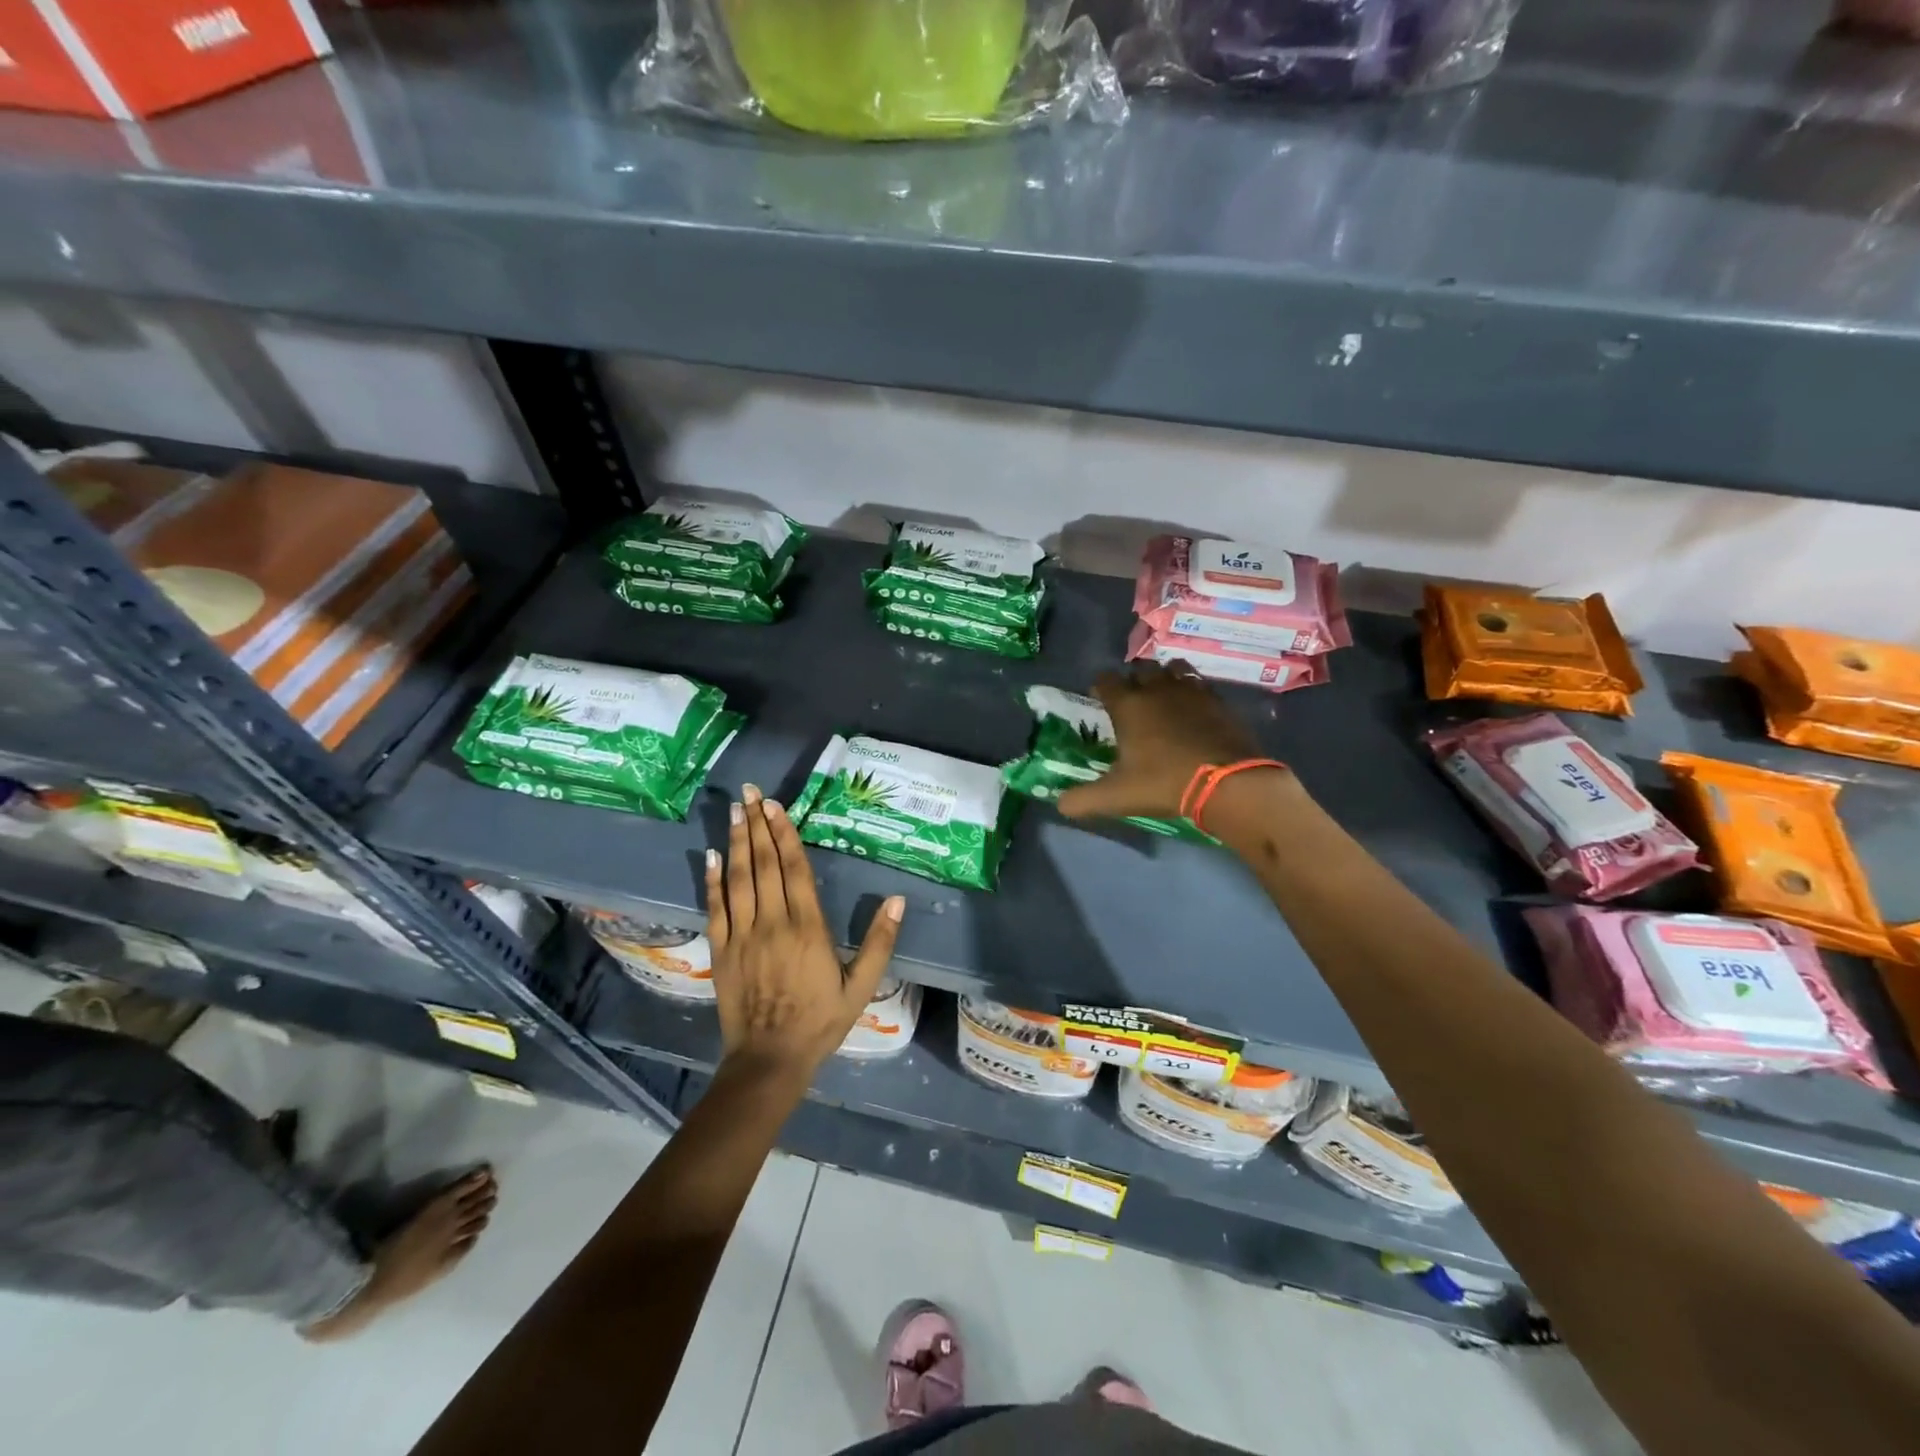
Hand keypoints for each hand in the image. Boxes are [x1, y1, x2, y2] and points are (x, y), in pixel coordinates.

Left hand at [706, 785, 904, 1084]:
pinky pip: (715, 907)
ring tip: (736, 811)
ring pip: (738, 879)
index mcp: (808, 928)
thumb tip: (897, 900)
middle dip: (758, 826)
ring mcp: (742, 935)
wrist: (770, 1060)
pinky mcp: (721, 951)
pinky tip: (712, 855)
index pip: (794, 869)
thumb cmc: (820, 1021)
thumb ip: (880, 942)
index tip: (775, 806)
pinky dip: (712, 880)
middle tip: (751, 793)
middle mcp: (772, 923)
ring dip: (737, 842)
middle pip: (764, 864)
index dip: (784, 834)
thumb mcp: (862, 987)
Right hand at [1056, 662, 1270, 821]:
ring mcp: (1191, 690)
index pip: (1105, 679)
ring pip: (1172, 668)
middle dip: (1133, 680)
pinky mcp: (1218, 700)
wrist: (1226, 782)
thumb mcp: (1115, 797)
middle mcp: (1157, 689)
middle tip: (1132, 701)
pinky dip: (1192, 690)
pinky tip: (1193, 709)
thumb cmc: (1162, 783)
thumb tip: (1060, 805)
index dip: (1100, 687)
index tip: (1099, 699)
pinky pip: (1199, 683)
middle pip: (1140, 669)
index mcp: (1128, 705)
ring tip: (1163, 697)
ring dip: (1164, 678)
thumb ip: (1082, 800)